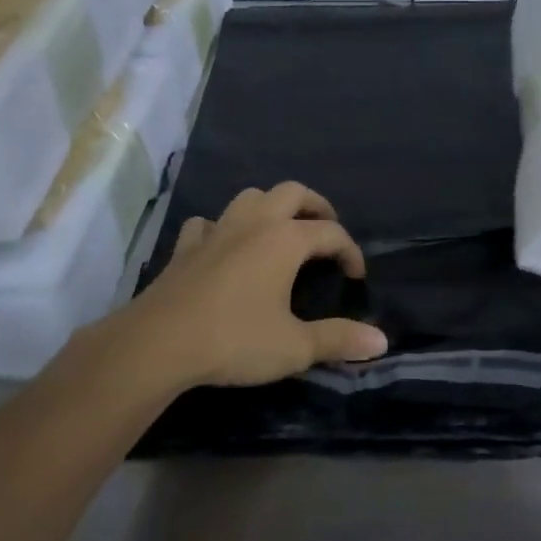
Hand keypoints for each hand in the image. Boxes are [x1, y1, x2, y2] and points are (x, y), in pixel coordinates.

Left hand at [107, 182, 387, 391]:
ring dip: (270, 207)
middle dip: (315, 206)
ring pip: (249, 198)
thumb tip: (381, 342)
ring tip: (279, 230)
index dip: (350, 251)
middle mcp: (254, 224)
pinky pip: (208, 224)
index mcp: (285, 240)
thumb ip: (338, 340)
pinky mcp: (185, 247)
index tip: (356, 276)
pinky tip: (223, 246)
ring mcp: (216, 231)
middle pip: (292, 193)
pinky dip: (221, 229)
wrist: (159, 343)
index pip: (330, 233)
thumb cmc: (234, 340)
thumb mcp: (294, 347)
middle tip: (326, 229)